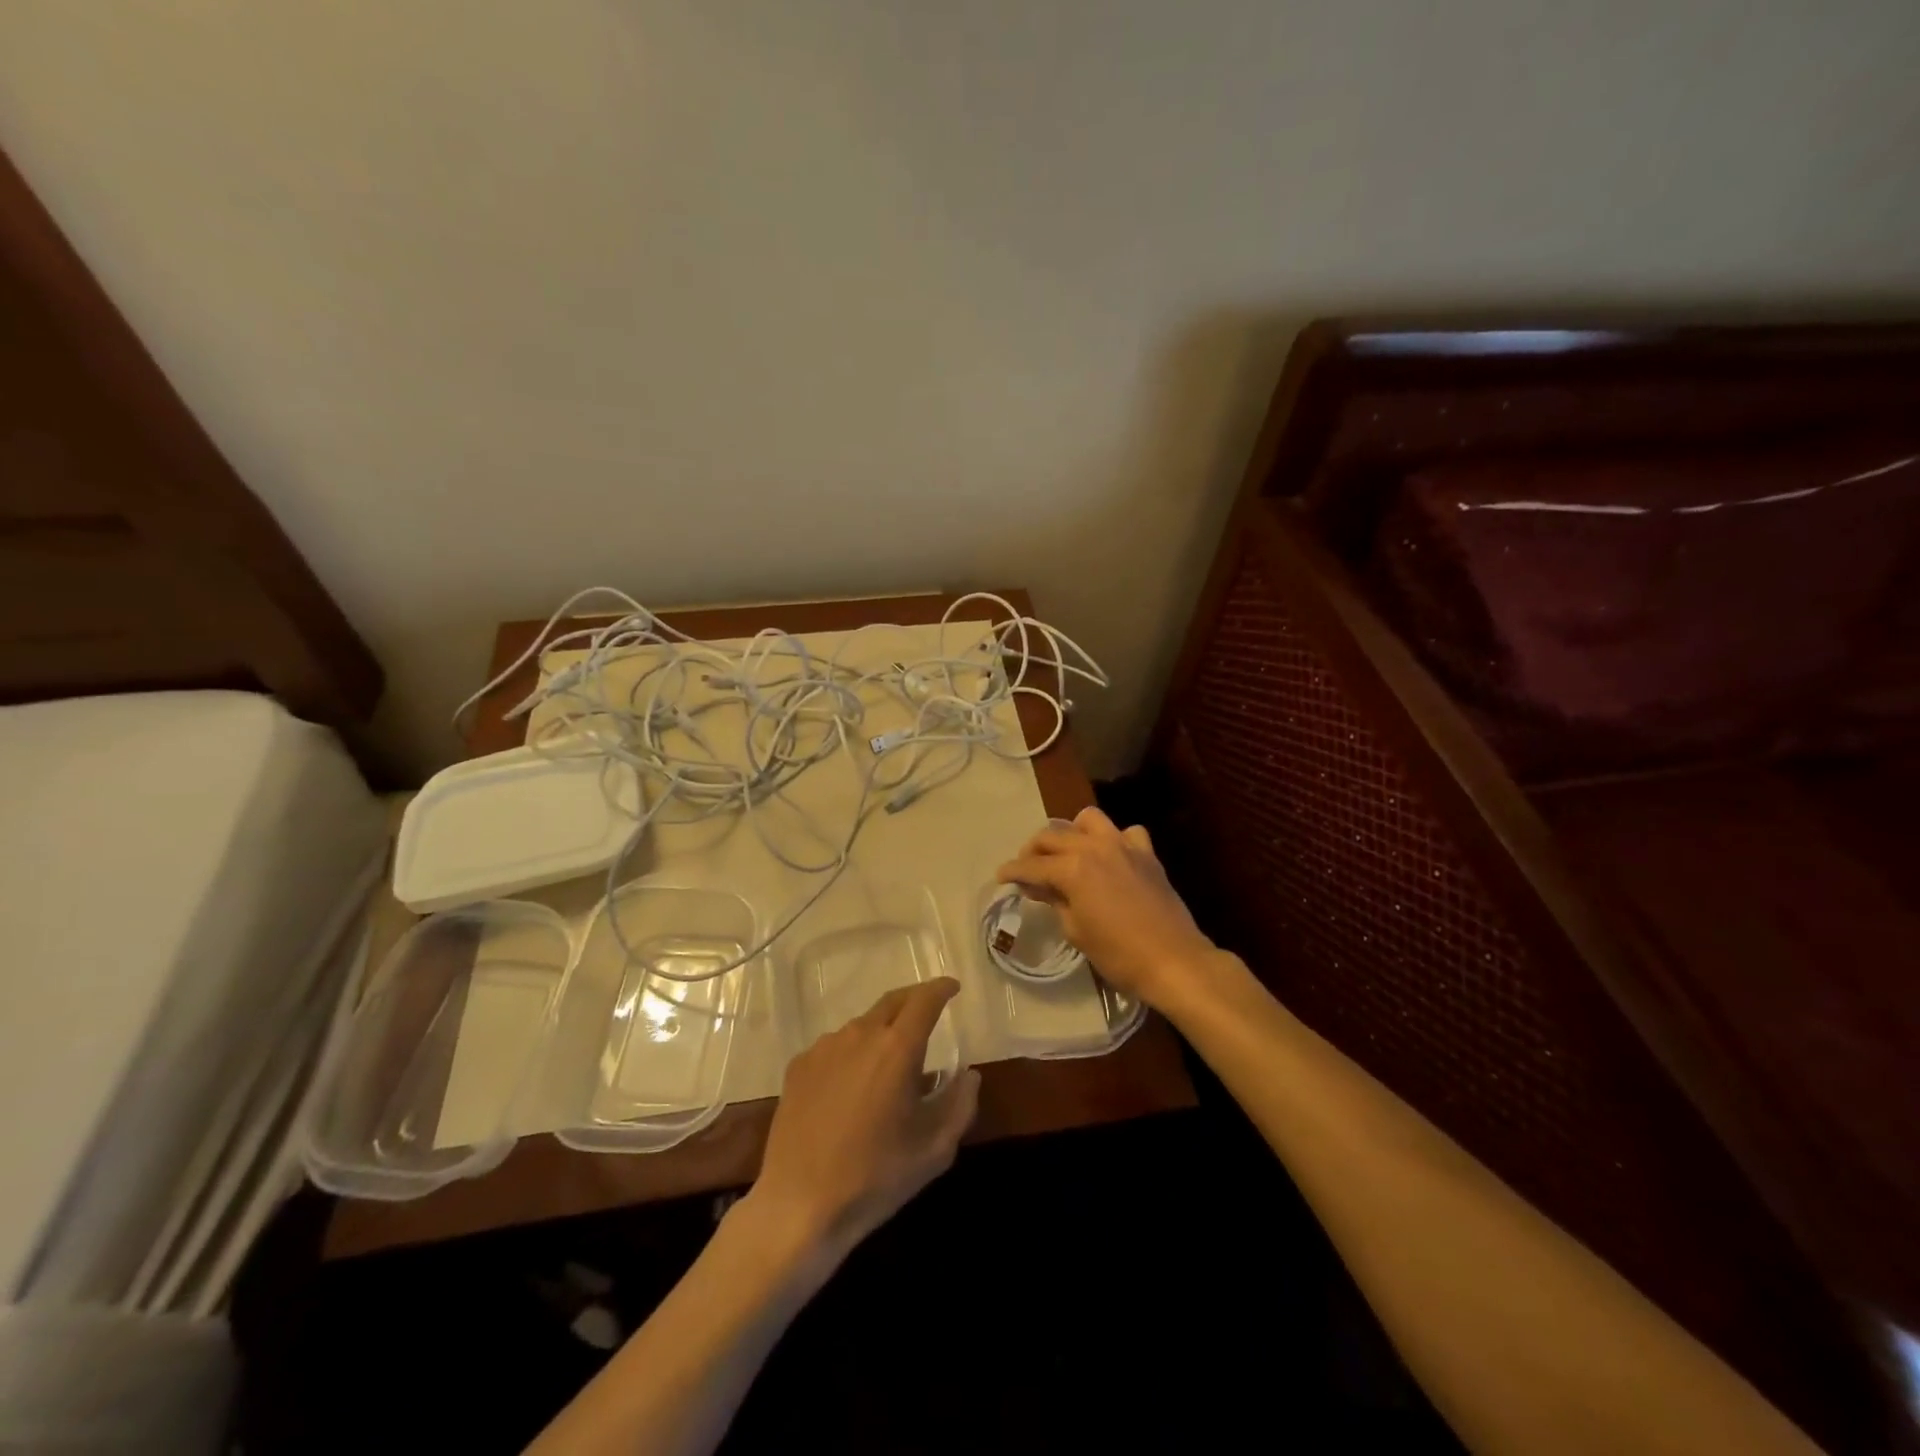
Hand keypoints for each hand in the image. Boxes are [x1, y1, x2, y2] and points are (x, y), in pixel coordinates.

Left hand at [751, 979, 979, 1260]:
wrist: (799, 1205)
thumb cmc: (875, 1178)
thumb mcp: (935, 1150)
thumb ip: (960, 1104)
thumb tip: (968, 1075)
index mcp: (897, 1048)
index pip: (925, 1000)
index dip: (941, 989)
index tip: (953, 988)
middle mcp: (860, 1035)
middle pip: (892, 1002)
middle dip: (914, 1000)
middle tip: (928, 1011)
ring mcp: (825, 1048)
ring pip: (862, 1025)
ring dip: (882, 1031)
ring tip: (889, 1063)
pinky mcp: (799, 1065)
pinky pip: (835, 1047)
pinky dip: (853, 1053)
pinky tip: (852, 1086)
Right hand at [996, 807, 1221, 1011]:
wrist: (1174, 961)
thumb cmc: (1118, 954)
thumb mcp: (1076, 931)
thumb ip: (1055, 901)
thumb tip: (1038, 886)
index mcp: (1073, 868)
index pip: (1032, 865)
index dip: (1012, 871)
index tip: (1001, 876)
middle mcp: (1094, 847)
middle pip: (1053, 836)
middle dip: (1034, 850)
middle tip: (1027, 868)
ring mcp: (1124, 846)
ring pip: (1088, 819)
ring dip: (1072, 832)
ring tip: (1067, 853)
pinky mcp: (1147, 854)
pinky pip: (1126, 833)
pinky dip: (1114, 840)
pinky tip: (1111, 858)